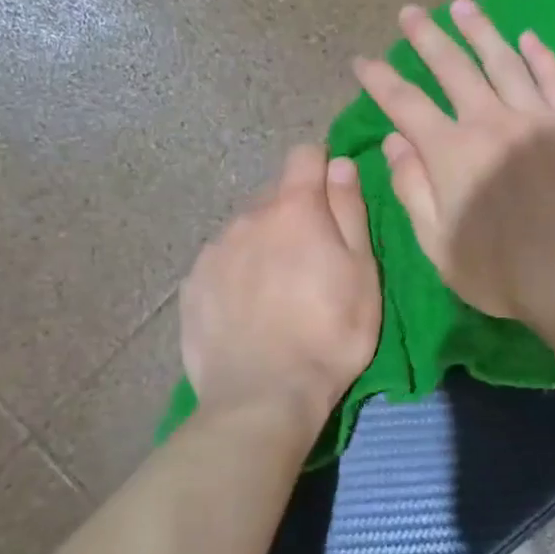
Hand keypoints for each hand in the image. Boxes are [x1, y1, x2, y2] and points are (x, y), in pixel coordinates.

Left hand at [179, 145, 380, 422]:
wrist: (263, 397)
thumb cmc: (330, 334)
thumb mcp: (362, 272)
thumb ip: (350, 210)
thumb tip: (341, 163)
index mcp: (294, 209)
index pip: (305, 156)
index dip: (323, 169)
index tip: (335, 199)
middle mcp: (248, 217)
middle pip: (275, 196)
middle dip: (295, 214)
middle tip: (313, 260)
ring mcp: (214, 251)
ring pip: (246, 229)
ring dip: (264, 243)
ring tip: (278, 291)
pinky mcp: (191, 285)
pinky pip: (221, 262)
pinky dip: (236, 273)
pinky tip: (247, 310)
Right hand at [352, 0, 554, 319]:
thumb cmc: (500, 272)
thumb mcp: (437, 244)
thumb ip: (412, 190)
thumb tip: (394, 142)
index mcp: (450, 152)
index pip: (404, 103)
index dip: (380, 79)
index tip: (362, 60)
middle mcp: (489, 121)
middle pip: (451, 67)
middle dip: (426, 37)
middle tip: (409, 12)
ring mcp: (536, 117)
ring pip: (503, 60)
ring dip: (480, 30)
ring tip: (462, 6)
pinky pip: (554, 78)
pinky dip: (539, 55)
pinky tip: (528, 37)